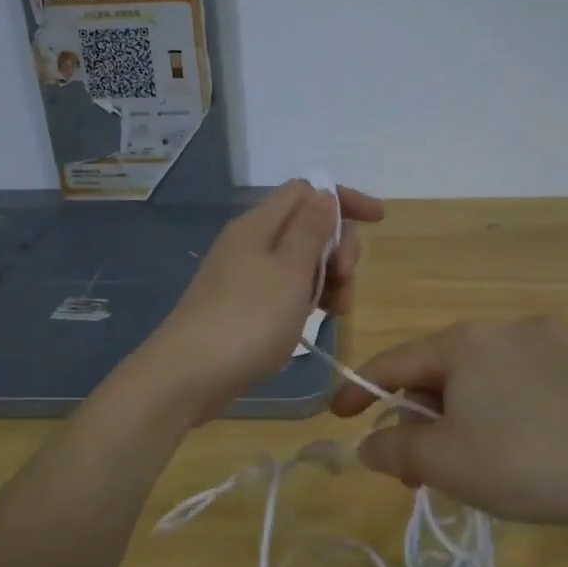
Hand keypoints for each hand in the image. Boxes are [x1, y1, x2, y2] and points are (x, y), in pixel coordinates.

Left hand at [135, 179, 383, 420]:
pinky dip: (309, 297)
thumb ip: (311, 229)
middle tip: (346, 281)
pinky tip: (317, 320)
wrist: (188, 376)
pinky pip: (287, 288)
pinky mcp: (244, 305)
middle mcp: (251, 242)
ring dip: (329, 278)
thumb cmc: (247, 320)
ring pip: (301, 261)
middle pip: (308, 226)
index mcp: (259, 224)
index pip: (307, 190)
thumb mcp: (289, 271)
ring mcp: (246, 275)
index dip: (343, 200)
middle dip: (339, 247)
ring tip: (337, 311)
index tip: (378, 221)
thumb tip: (324, 193)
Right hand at [330, 317, 567, 532]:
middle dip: (417, 417)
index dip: (359, 390)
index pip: (394, 362)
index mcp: (462, 341)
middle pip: (436, 371)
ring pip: (475, 376)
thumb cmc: (517, 462)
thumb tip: (369, 444)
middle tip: (414, 468)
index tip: (338, 417)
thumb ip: (391, 447)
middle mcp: (499, 327)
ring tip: (458, 462)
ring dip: (454, 415)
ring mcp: (542, 340)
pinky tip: (504, 438)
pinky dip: (493, 405)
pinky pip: (512, 379)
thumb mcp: (440, 461)